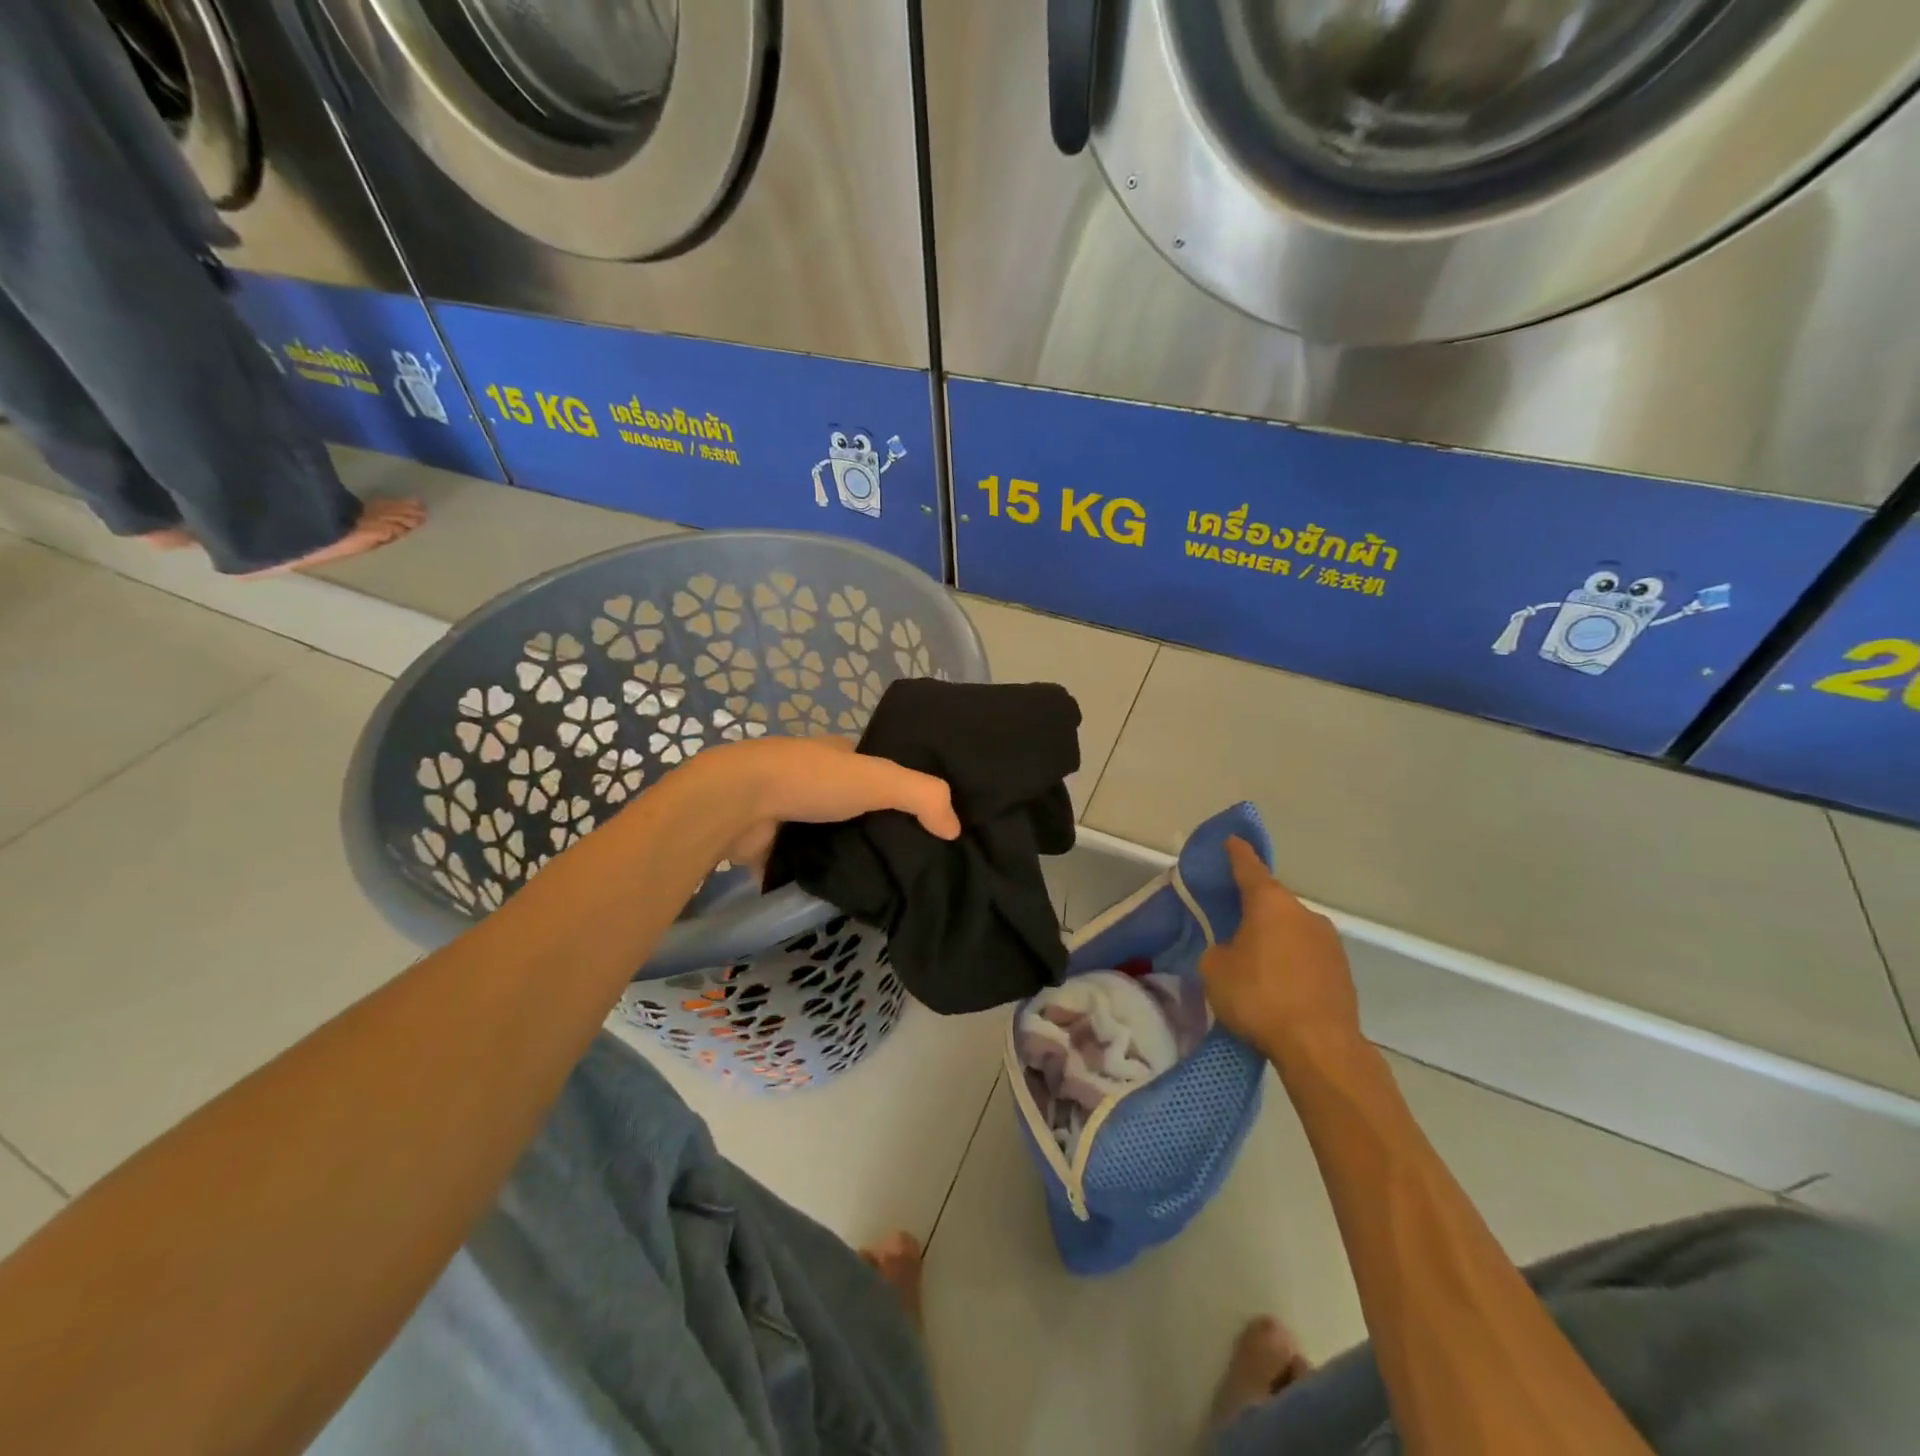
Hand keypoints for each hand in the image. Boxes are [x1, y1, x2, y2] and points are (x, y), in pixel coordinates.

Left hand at [701, 735, 959, 867]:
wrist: (736, 803)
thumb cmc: (811, 780)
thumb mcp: (879, 779)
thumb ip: (924, 796)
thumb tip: (955, 829)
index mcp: (838, 754)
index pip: (879, 771)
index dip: (902, 792)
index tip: (929, 825)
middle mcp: (813, 778)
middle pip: (855, 806)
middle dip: (877, 828)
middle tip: (912, 862)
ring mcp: (788, 810)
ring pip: (830, 836)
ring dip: (848, 854)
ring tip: (886, 885)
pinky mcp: (769, 844)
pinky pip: (803, 862)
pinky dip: (818, 875)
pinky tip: (843, 896)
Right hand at [1199, 837, 1362, 1062]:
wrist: (1320, 1047)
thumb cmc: (1259, 997)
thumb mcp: (1215, 969)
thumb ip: (1219, 949)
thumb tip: (1232, 950)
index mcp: (1270, 903)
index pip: (1249, 867)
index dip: (1237, 854)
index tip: (1232, 840)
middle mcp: (1304, 913)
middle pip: (1272, 901)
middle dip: (1253, 909)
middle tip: (1232, 923)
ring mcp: (1329, 942)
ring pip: (1291, 929)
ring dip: (1274, 938)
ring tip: (1255, 962)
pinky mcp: (1342, 971)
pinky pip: (1307, 955)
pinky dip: (1291, 961)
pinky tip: (1278, 984)